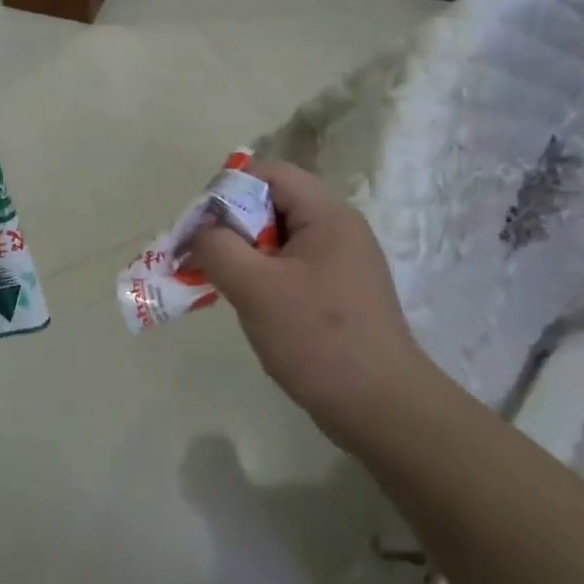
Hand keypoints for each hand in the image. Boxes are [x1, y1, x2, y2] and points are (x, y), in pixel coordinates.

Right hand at [188, 161, 428, 438]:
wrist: (382, 409)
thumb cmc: (318, 339)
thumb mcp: (255, 288)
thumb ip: (218, 248)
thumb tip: (201, 231)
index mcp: (328, 216)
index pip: (271, 174)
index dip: (229, 189)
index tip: (201, 226)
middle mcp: (339, 230)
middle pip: (273, 204)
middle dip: (233, 226)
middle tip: (204, 258)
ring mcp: (343, 263)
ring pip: (279, 239)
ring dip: (245, 255)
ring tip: (222, 284)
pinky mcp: (341, 293)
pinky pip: (292, 268)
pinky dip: (264, 277)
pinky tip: (251, 306)